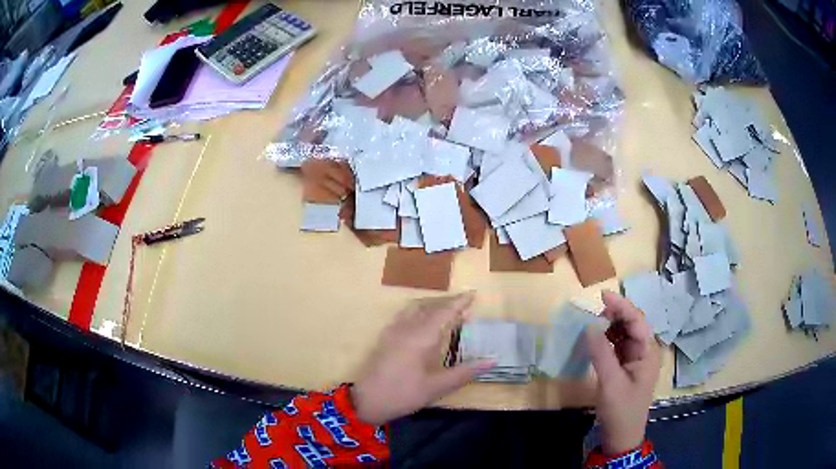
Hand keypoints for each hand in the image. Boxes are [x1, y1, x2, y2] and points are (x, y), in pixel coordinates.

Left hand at [350, 292, 492, 424]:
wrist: (366, 400)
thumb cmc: (404, 394)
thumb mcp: (437, 387)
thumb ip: (465, 372)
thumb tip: (493, 361)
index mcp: (421, 336)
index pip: (444, 312)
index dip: (459, 302)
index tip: (473, 294)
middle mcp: (406, 327)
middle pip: (429, 305)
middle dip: (447, 302)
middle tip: (464, 306)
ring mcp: (392, 331)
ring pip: (414, 308)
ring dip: (432, 305)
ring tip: (446, 312)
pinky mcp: (385, 338)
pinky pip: (404, 315)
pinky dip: (419, 312)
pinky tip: (422, 324)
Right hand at [586, 291, 660, 454]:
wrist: (622, 436)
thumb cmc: (621, 410)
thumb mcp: (610, 383)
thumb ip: (601, 353)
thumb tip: (589, 326)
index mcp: (647, 352)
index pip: (637, 321)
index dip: (621, 306)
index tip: (602, 296)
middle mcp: (644, 351)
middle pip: (632, 325)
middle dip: (615, 314)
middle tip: (594, 309)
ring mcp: (635, 360)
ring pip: (624, 335)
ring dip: (610, 326)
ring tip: (592, 322)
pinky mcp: (625, 368)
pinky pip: (617, 347)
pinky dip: (606, 340)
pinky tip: (595, 339)